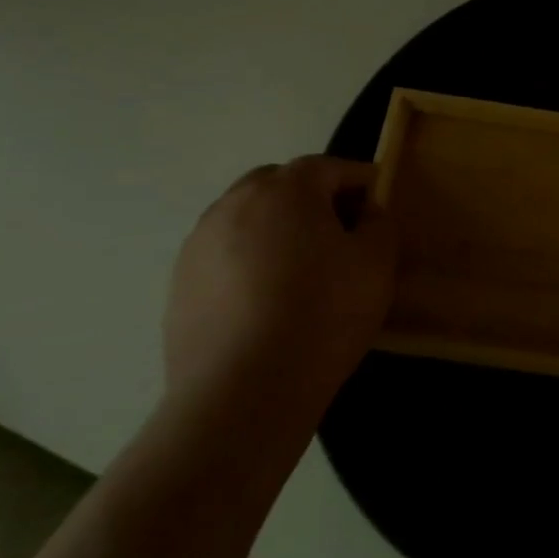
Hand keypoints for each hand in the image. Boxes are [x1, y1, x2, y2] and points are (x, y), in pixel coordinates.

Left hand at [162, 156, 395, 409]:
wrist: (243, 390)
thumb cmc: (323, 313)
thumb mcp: (377, 262)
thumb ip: (378, 222)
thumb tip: (365, 212)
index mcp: (286, 190)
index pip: (329, 166)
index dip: (359, 179)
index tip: (378, 201)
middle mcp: (234, 204)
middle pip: (279, 184)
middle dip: (312, 197)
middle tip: (339, 230)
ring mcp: (199, 244)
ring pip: (246, 218)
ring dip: (276, 228)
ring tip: (300, 267)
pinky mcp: (179, 284)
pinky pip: (224, 255)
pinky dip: (248, 261)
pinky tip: (267, 299)